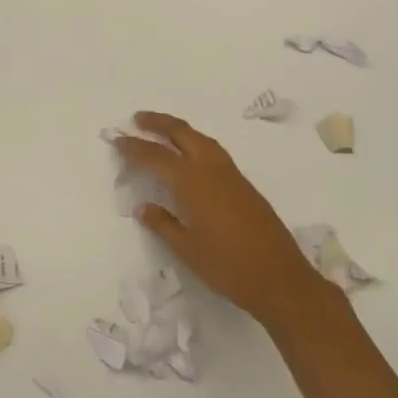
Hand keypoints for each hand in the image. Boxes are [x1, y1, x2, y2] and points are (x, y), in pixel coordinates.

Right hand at [114, 111, 322, 329]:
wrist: (281, 279)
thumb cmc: (228, 267)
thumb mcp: (187, 250)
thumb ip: (163, 224)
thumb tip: (143, 207)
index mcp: (193, 183)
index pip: (156, 156)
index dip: (134, 147)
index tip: (117, 139)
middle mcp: (211, 170)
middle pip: (182, 134)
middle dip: (159, 123)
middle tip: (138, 119)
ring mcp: (231, 175)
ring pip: (201, 139)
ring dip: (179, 130)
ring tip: (162, 129)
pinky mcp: (244, 185)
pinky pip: (214, 151)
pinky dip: (196, 142)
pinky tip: (191, 154)